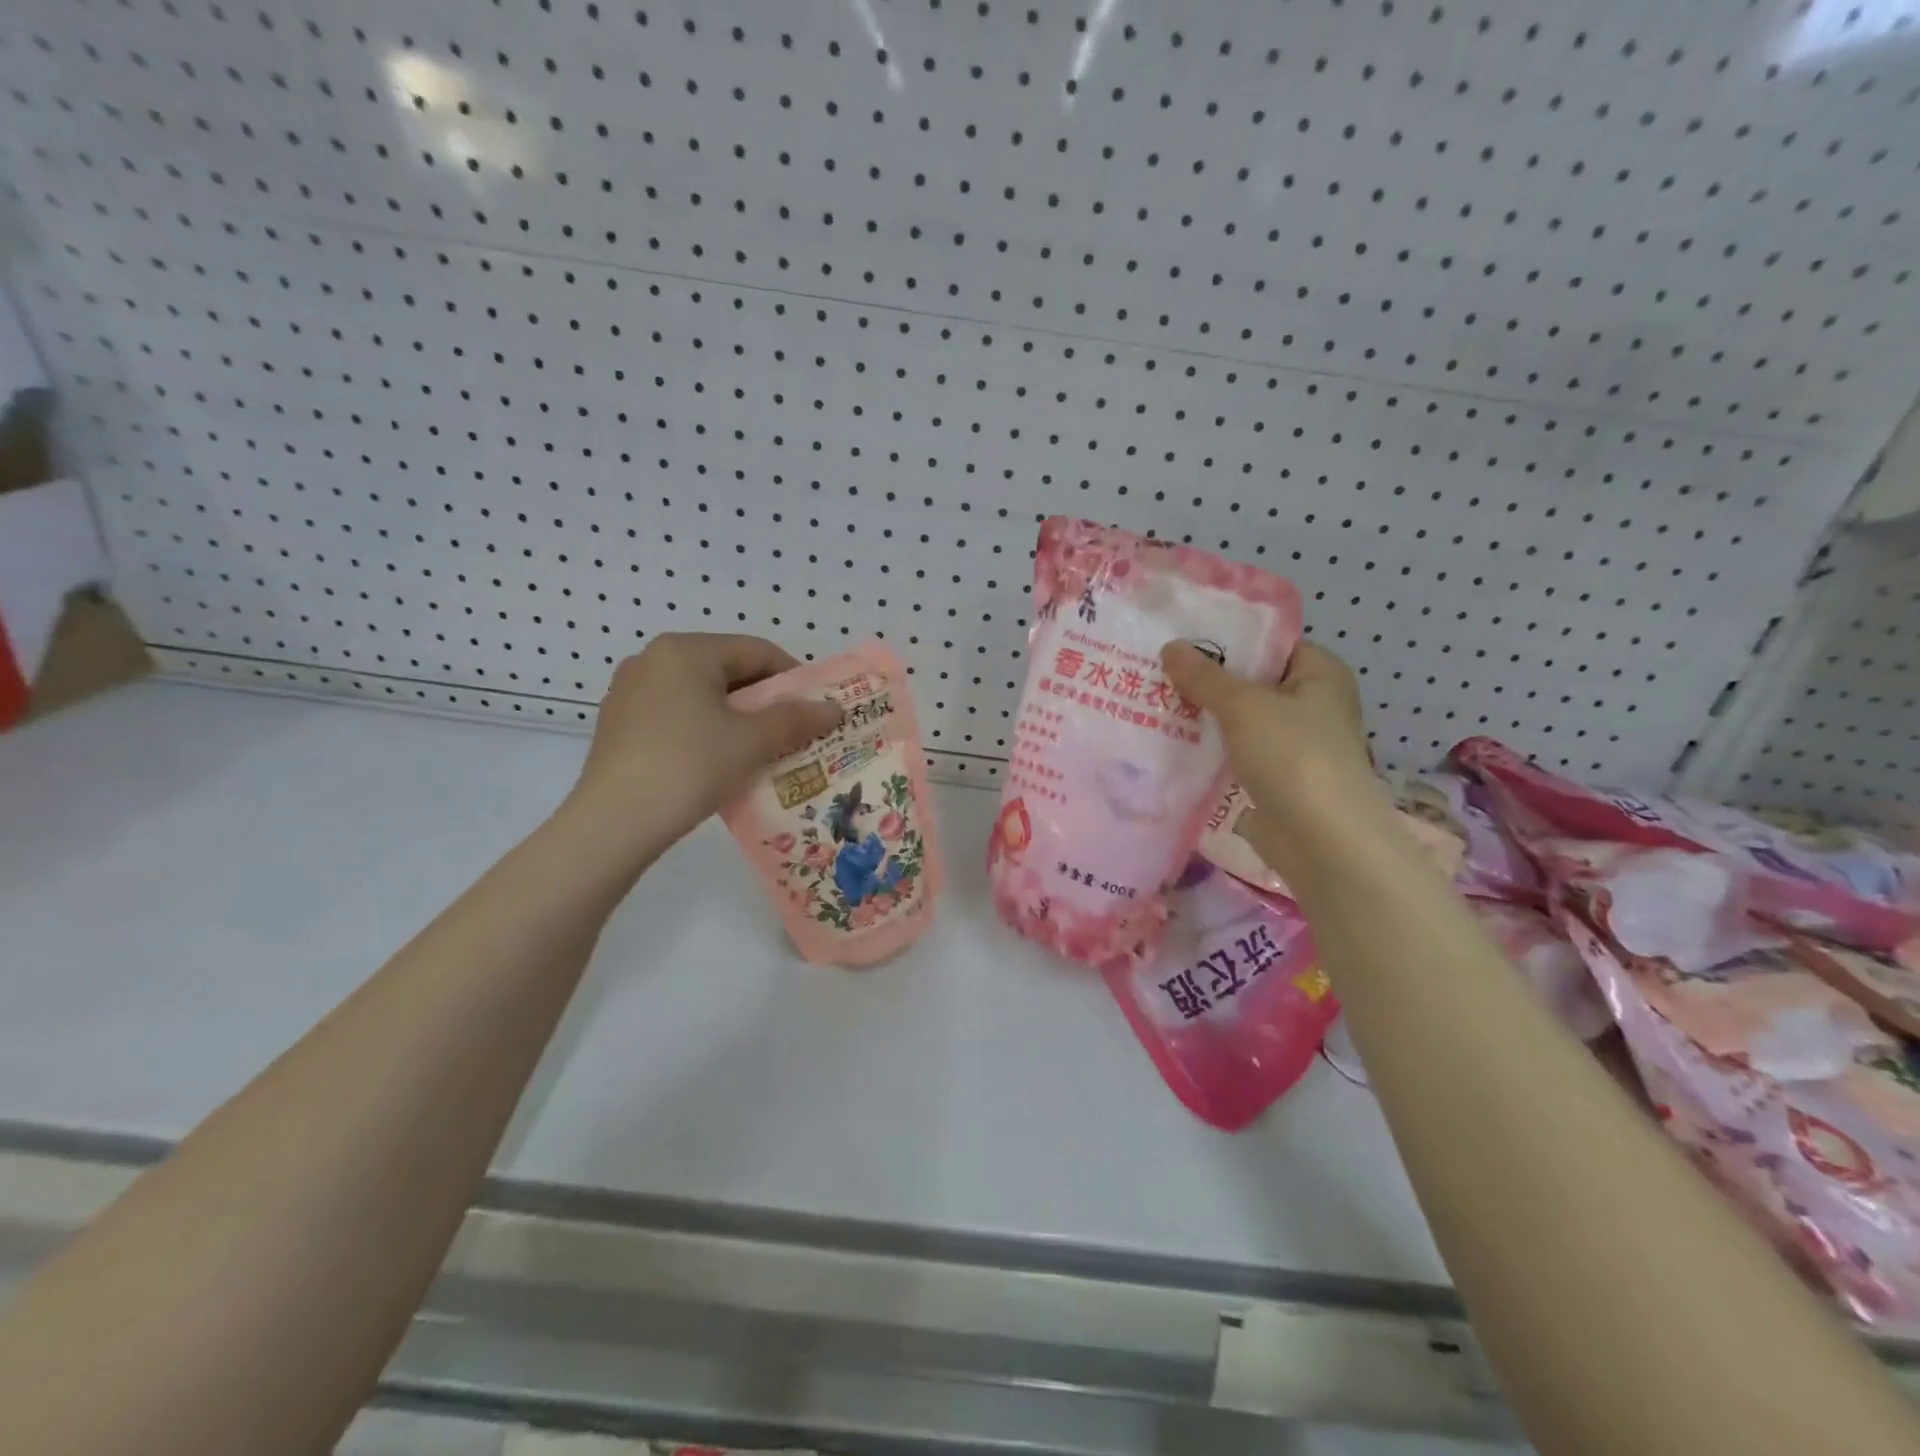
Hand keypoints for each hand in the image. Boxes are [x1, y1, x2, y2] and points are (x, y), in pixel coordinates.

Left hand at [564, 633, 842, 854]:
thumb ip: (796, 719)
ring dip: (738, 718)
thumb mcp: (752, 741)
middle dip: (766, 701)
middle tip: (795, 732)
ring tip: (763, 751)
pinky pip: (677, 715)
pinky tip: (721, 763)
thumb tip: (834, 709)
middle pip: (728, 670)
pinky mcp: (619, 724)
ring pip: (702, 696)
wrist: (614, 823)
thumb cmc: (689, 766)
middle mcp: (653, 660)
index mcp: (685, 651)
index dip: (794, 678)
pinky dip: (707, 731)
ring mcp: (631, 692)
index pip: (756, 651)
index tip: (816, 709)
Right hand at [1160, 638, 1376, 821]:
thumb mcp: (1243, 706)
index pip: (1269, 643)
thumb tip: (1170, 647)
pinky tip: (1169, 742)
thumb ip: (1204, 676)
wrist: (1322, 840)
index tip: (1180, 638)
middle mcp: (1311, 704)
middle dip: (1206, 678)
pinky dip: (1209, 748)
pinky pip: (1235, 752)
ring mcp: (1293, 744)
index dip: (1226, 638)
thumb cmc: (1292, 756)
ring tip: (1152, 701)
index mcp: (1319, 673)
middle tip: (1156, 669)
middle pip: (1250, 681)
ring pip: (1239, 720)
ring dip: (1203, 715)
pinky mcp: (1275, 778)